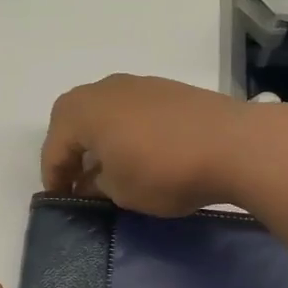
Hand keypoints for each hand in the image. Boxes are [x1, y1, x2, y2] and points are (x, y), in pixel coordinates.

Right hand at [41, 74, 255, 215]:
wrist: (234, 144)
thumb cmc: (163, 170)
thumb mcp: (120, 191)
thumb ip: (96, 186)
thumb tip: (91, 182)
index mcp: (81, 111)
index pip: (54, 148)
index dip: (54, 179)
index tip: (63, 202)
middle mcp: (103, 89)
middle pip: (73, 120)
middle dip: (72, 152)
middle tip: (81, 182)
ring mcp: (138, 84)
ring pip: (104, 112)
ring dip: (100, 139)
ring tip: (113, 169)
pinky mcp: (167, 89)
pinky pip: (132, 110)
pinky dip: (126, 131)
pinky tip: (143, 153)